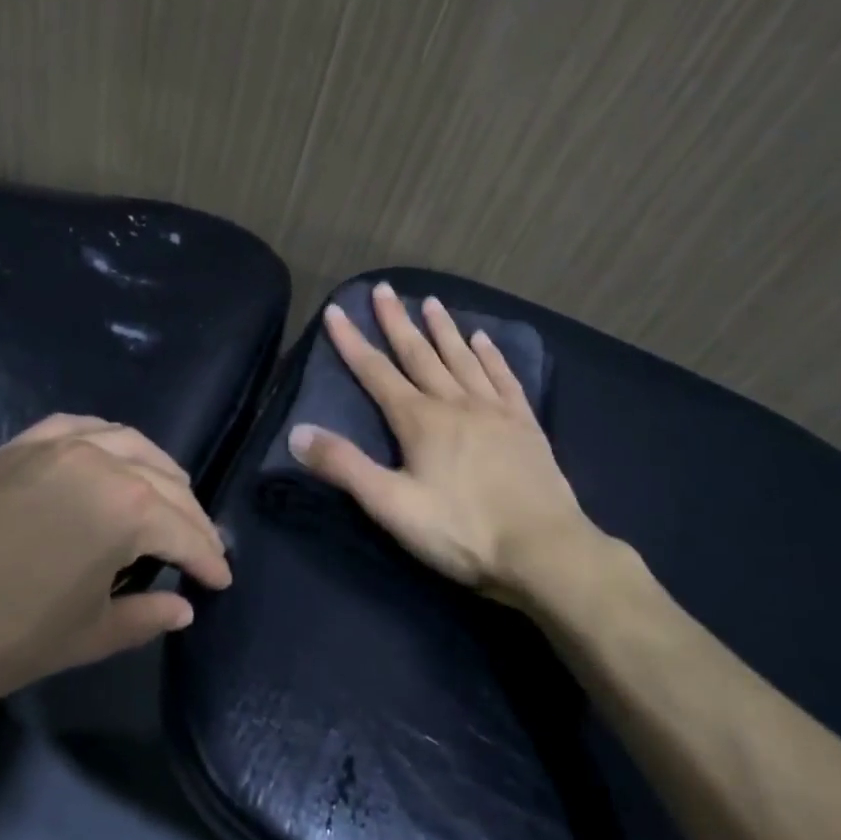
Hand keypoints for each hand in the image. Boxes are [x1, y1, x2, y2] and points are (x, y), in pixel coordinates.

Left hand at [0, 413, 232, 705]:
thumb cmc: (5, 634)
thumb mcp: (87, 635)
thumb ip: (145, 617)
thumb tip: (184, 608)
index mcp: (127, 509)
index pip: (186, 531)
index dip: (209, 559)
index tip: (221, 580)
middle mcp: (102, 461)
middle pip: (167, 481)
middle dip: (191, 517)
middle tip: (201, 547)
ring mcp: (58, 444)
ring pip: (131, 443)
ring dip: (159, 472)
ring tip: (168, 498)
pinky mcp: (22, 443)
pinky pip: (82, 427)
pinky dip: (110, 441)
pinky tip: (112, 457)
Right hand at [288, 282, 630, 607]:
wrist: (543, 550)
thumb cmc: (462, 531)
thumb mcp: (391, 505)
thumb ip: (344, 466)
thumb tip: (297, 432)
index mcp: (420, 421)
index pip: (376, 373)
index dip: (352, 342)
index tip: (336, 310)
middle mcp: (455, 403)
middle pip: (420, 354)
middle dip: (397, 322)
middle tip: (383, 289)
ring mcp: (494, 411)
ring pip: (462, 359)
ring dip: (443, 330)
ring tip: (430, 302)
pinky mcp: (525, 425)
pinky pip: (504, 379)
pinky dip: (491, 356)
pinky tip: (484, 340)